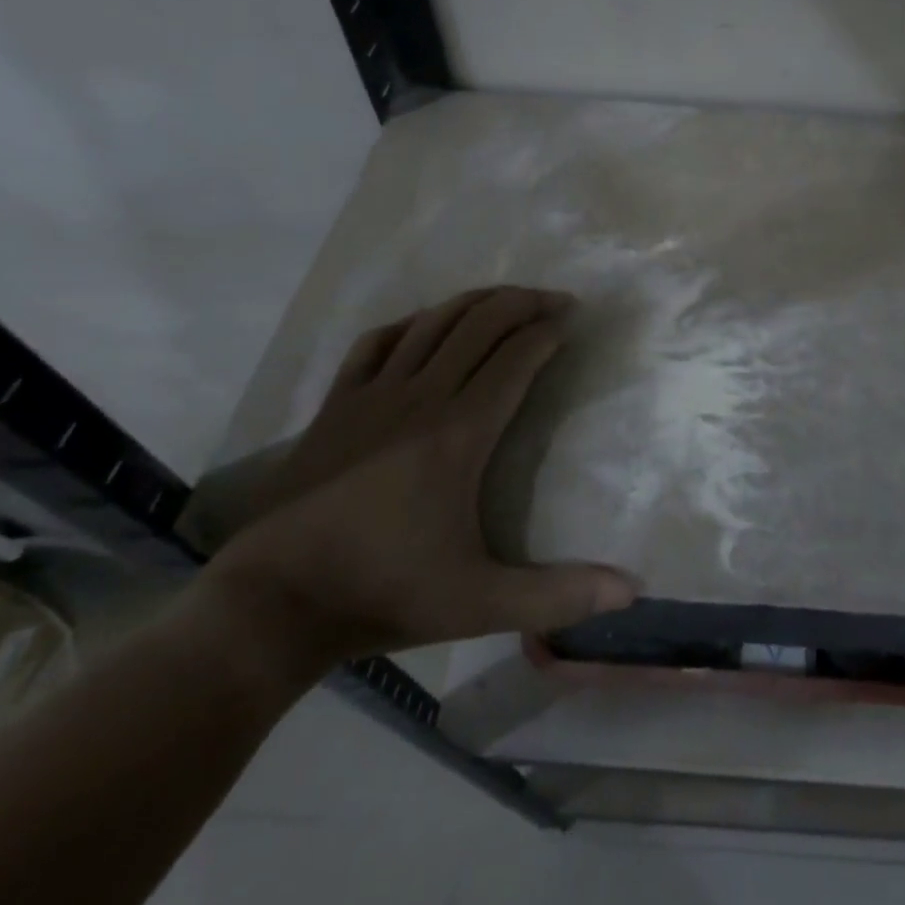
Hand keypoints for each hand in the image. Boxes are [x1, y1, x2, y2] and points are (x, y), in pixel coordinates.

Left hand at [196, 287, 638, 681]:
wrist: (272, 605)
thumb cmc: (384, 595)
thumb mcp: (480, 604)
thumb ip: (559, 596)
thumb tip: (632, 590)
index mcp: (460, 433)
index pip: (515, 358)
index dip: (548, 330)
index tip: (573, 319)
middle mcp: (421, 398)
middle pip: (479, 324)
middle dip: (522, 302)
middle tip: (554, 300)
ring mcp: (373, 395)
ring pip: (432, 323)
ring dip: (474, 302)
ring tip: (505, 299)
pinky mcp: (336, 405)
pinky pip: (377, 343)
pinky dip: (410, 323)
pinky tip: (424, 325)